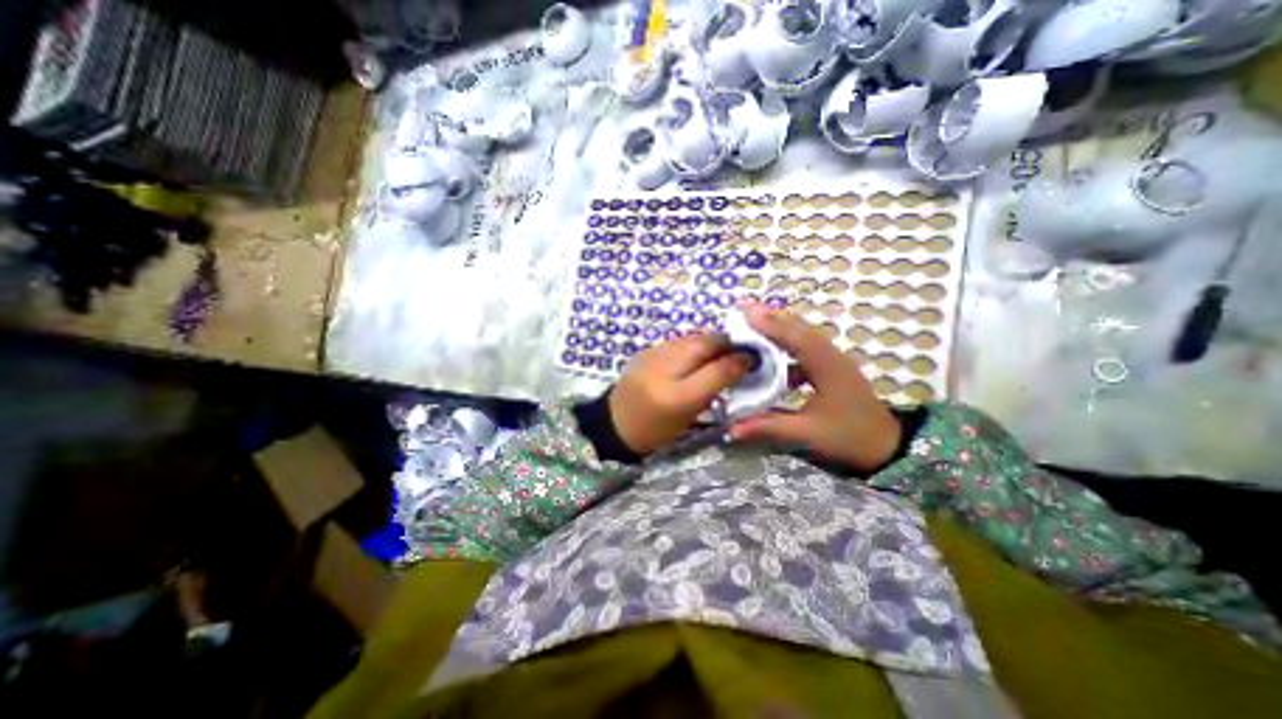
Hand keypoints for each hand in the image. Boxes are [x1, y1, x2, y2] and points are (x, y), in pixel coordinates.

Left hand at [607, 332, 754, 454]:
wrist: (615, 424)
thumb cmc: (656, 429)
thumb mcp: (689, 415)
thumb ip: (713, 388)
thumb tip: (738, 364)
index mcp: (678, 396)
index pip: (717, 368)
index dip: (739, 359)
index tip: (753, 357)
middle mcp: (665, 370)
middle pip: (704, 344)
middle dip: (726, 343)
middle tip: (739, 350)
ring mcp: (652, 356)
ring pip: (691, 338)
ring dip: (710, 342)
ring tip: (720, 351)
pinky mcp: (645, 351)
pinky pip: (676, 341)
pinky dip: (692, 344)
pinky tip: (695, 353)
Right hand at [732, 301, 898, 473]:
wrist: (890, 449)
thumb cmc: (850, 438)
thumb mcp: (808, 434)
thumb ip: (769, 427)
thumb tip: (731, 428)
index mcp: (827, 366)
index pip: (794, 337)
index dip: (769, 324)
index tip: (744, 313)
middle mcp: (830, 356)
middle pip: (798, 328)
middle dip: (770, 316)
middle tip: (743, 308)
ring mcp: (832, 361)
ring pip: (801, 336)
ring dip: (777, 327)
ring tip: (752, 323)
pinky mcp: (830, 370)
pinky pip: (803, 349)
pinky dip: (785, 344)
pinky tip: (770, 355)